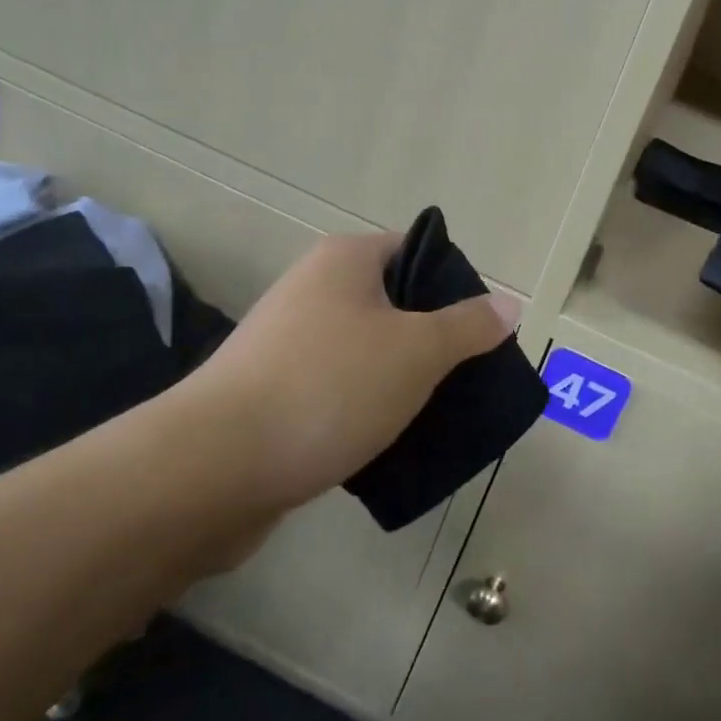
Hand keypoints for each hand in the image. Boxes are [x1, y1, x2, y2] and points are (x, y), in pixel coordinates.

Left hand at [157, 231, 517, 528]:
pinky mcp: (271, 395)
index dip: (454, 284)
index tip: (480, 328)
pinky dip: (366, 410)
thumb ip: (468, 326)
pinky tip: (392, 441)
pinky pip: (337, 391)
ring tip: (439, 412)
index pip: (416, 251)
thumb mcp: (417, 351)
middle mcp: (312, 290)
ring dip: (401, 380)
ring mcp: (286, 344)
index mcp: (345, 261)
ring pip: (367, 352)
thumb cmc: (328, 388)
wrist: (211, 469)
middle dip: (433, 339)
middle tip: (469, 374)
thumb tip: (509, 303)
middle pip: (394, 304)